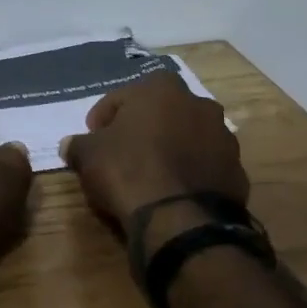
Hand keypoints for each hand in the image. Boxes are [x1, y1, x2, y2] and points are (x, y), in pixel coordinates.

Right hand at [59, 71, 248, 236]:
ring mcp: (223, 137)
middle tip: (120, 154)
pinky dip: (188, 173)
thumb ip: (78, 144)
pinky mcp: (237, 170)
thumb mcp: (88, 155)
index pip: (120, 97)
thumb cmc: (128, 170)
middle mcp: (198, 103)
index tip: (93, 139)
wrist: (181, 219)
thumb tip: (70, 145)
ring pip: (185, 138)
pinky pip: (203, 165)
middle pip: (158, 114)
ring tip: (148, 176)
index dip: (102, 119)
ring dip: (168, 150)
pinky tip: (171, 193)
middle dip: (140, 129)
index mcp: (160, 88)